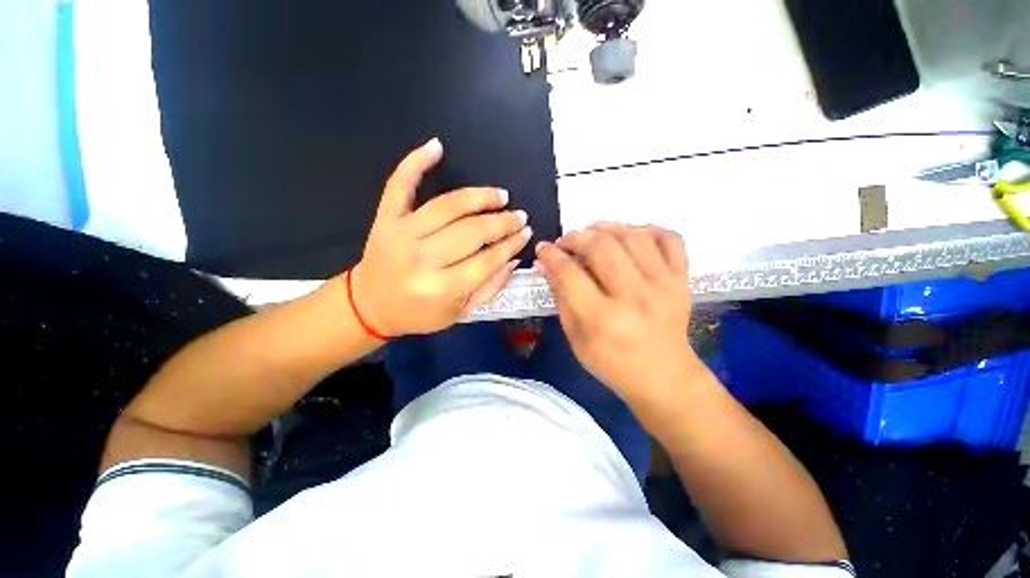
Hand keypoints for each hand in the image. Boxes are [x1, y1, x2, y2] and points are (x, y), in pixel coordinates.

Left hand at [347, 138, 531, 336]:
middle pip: (472, 232)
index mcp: (442, 289)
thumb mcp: (460, 313)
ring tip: (499, 196)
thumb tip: (514, 258)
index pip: (487, 261)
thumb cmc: (419, 314)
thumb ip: (490, 288)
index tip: (526, 233)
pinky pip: (399, 185)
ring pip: (448, 206)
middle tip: (519, 216)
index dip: (510, 245)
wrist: (369, 305)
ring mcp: (401, 234)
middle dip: (502, 222)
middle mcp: (422, 259)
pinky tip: (436, 146)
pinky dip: (416, 163)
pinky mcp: (385, 218)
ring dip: (479, 197)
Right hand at [535, 222, 693, 402]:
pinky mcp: (682, 280)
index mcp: (603, 319)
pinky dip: (648, 229)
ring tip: (591, 231)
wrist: (664, 377)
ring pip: (632, 236)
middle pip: (601, 247)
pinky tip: (631, 235)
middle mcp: (634, 297)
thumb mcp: (575, 337)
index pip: (570, 273)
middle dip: (576, 237)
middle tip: (566, 242)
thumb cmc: (612, 363)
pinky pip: (669, 239)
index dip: (552, 255)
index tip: (544, 249)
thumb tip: (545, 264)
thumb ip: (560, 297)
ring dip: (606, 227)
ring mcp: (664, 285)